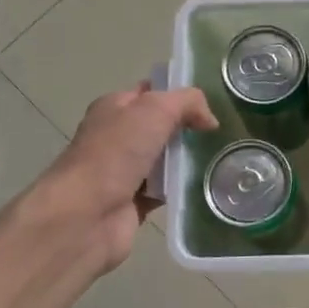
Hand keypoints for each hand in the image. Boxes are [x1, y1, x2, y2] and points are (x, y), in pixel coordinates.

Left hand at [39, 83, 217, 271]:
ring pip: (167, 160)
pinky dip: (183, 189)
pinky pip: (167, 190)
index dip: (179, 93)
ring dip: (189, 160)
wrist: (85, 215)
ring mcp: (125, 172)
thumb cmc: (115, 153)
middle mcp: (118, 138)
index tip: (211, 102)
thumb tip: (210, 120)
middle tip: (221, 133)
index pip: (151, 92)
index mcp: (114, 108)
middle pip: (162, 127)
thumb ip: (187, 103)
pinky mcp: (135, 203)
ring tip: (223, 158)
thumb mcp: (155, 109)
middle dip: (189, 128)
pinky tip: (206, 186)